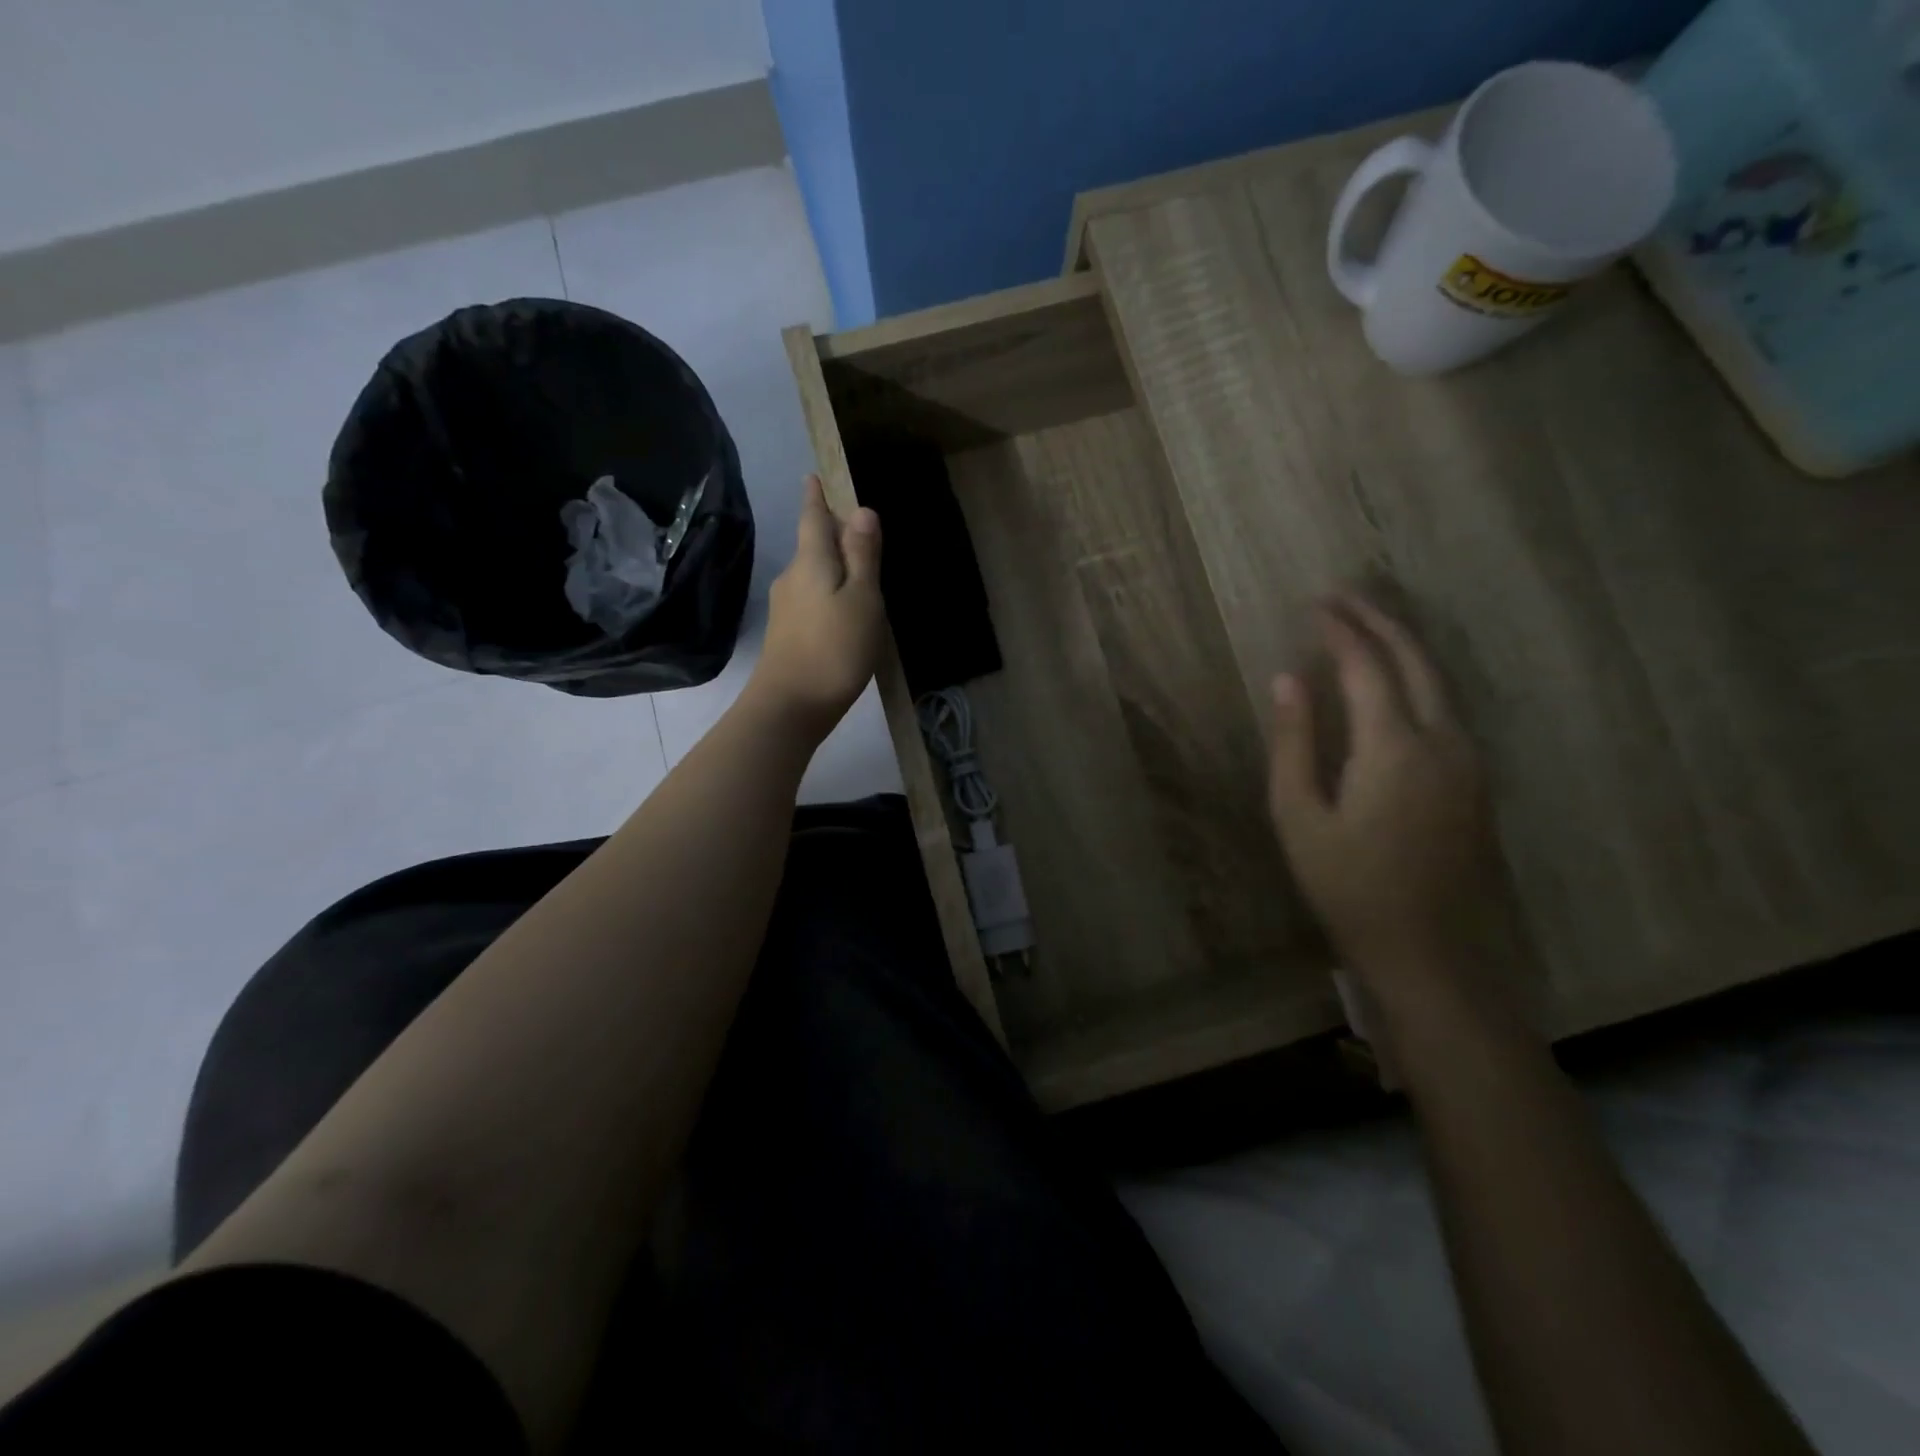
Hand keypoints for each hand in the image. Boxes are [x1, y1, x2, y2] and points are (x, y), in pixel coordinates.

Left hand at [746, 474, 884, 740]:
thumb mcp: (862, 600)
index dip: (816, 497)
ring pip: (812, 575)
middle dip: (832, 534)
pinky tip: (843, 611)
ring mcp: (784, 608)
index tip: (813, 476)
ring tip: (859, 574)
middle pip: (812, 545)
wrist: (790, 705)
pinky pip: (811, 600)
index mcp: (811, 562)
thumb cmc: (835, 649)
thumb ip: (862, 556)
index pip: (813, 518)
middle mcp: (791, 577)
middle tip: (858, 530)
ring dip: (833, 568)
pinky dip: (828, 594)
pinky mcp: (786, 634)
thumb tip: (861, 510)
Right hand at [1267, 592, 1508, 997]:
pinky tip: (1396, 683)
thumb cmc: (1348, 888)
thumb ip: (1294, 742)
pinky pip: (1448, 710)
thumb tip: (1288, 679)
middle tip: (1343, 597)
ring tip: (1366, 626)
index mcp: (1394, 748)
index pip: (1367, 667)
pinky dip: (1418, 679)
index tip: (1313, 605)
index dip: (1339, 631)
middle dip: (1379, 621)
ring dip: (1403, 646)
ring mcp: (1469, 762)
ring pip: (1440, 682)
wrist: (1430, 954)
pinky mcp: (1476, 783)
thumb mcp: (1299, 817)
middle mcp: (1444, 742)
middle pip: (1416, 661)